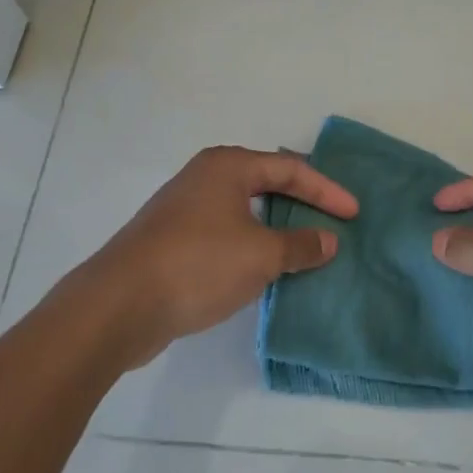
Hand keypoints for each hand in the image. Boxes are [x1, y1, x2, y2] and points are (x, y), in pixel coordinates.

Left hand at [81, 146, 357, 366]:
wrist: (118, 305)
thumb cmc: (198, 265)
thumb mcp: (260, 255)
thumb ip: (300, 245)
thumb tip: (328, 241)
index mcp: (228, 167)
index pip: (290, 168)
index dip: (326, 190)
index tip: (354, 214)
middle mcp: (206, 178)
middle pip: (267, 182)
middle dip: (302, 202)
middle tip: (333, 220)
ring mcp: (185, 208)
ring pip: (245, 210)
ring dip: (277, 226)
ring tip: (306, 246)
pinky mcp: (173, 240)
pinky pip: (227, 232)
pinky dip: (252, 244)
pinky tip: (264, 268)